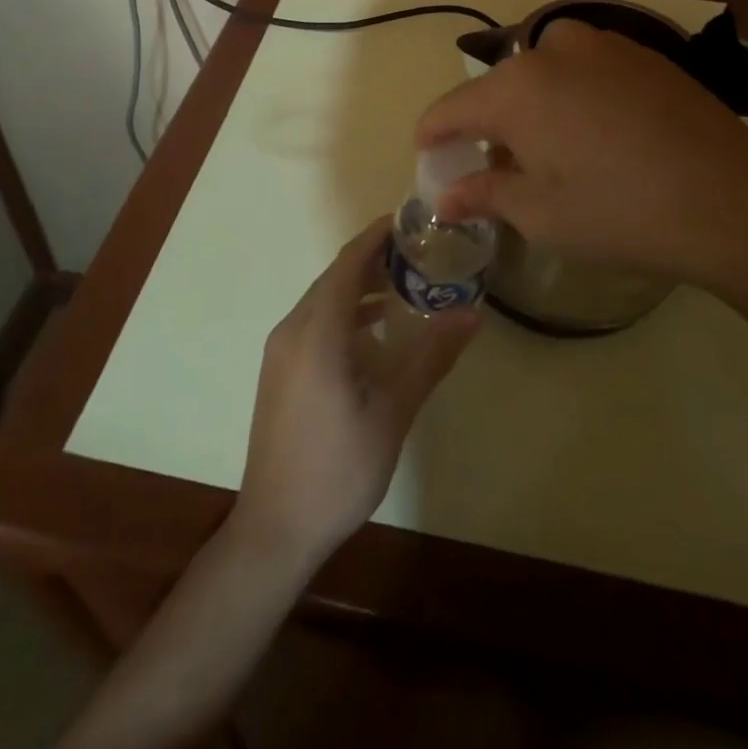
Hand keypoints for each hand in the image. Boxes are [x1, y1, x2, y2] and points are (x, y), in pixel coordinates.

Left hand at [233, 219, 479, 568]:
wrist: (275, 528)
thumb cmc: (338, 469)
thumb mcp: (393, 412)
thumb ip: (431, 357)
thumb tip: (472, 313)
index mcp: (316, 332)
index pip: (347, 263)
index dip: (377, 236)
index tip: (411, 220)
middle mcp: (291, 330)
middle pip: (334, 277)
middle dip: (374, 259)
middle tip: (420, 253)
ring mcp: (280, 351)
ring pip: (323, 300)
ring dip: (359, 287)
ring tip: (405, 286)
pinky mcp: (279, 371)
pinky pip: (314, 322)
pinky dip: (345, 314)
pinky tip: (375, 331)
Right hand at [414, 19, 747, 301]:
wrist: (734, 201)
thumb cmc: (620, 212)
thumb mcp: (540, 214)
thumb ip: (484, 194)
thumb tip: (444, 197)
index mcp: (516, 87)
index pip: (451, 107)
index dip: (432, 133)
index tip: (427, 154)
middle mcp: (553, 50)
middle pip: (499, 86)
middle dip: (486, 124)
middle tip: (494, 166)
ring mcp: (605, 45)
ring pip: (544, 72)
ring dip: (532, 105)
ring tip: (549, 149)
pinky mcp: (645, 54)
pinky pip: (587, 69)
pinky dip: (573, 95)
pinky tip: (598, 134)